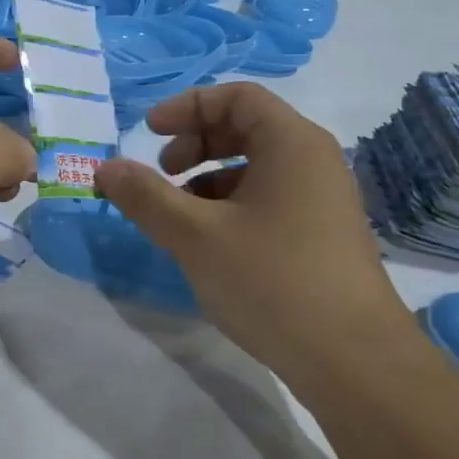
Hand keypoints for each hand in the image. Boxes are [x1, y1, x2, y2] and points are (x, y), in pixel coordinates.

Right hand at [94, 83, 407, 371]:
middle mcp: (314, 162)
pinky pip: (271, 199)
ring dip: (209, 179)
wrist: (354, 362)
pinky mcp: (323, 237)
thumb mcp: (195, 235)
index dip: (187, 107)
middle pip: (247, 128)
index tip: (148, 133)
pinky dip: (232, 206)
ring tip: (178, 215)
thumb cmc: (272, 281)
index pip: (237, 97)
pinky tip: (210, 244)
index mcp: (292, 143)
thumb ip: (145, 196)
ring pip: (257, 168)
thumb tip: (104, 168)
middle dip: (195, 143)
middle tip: (162, 173)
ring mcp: (323, 201)